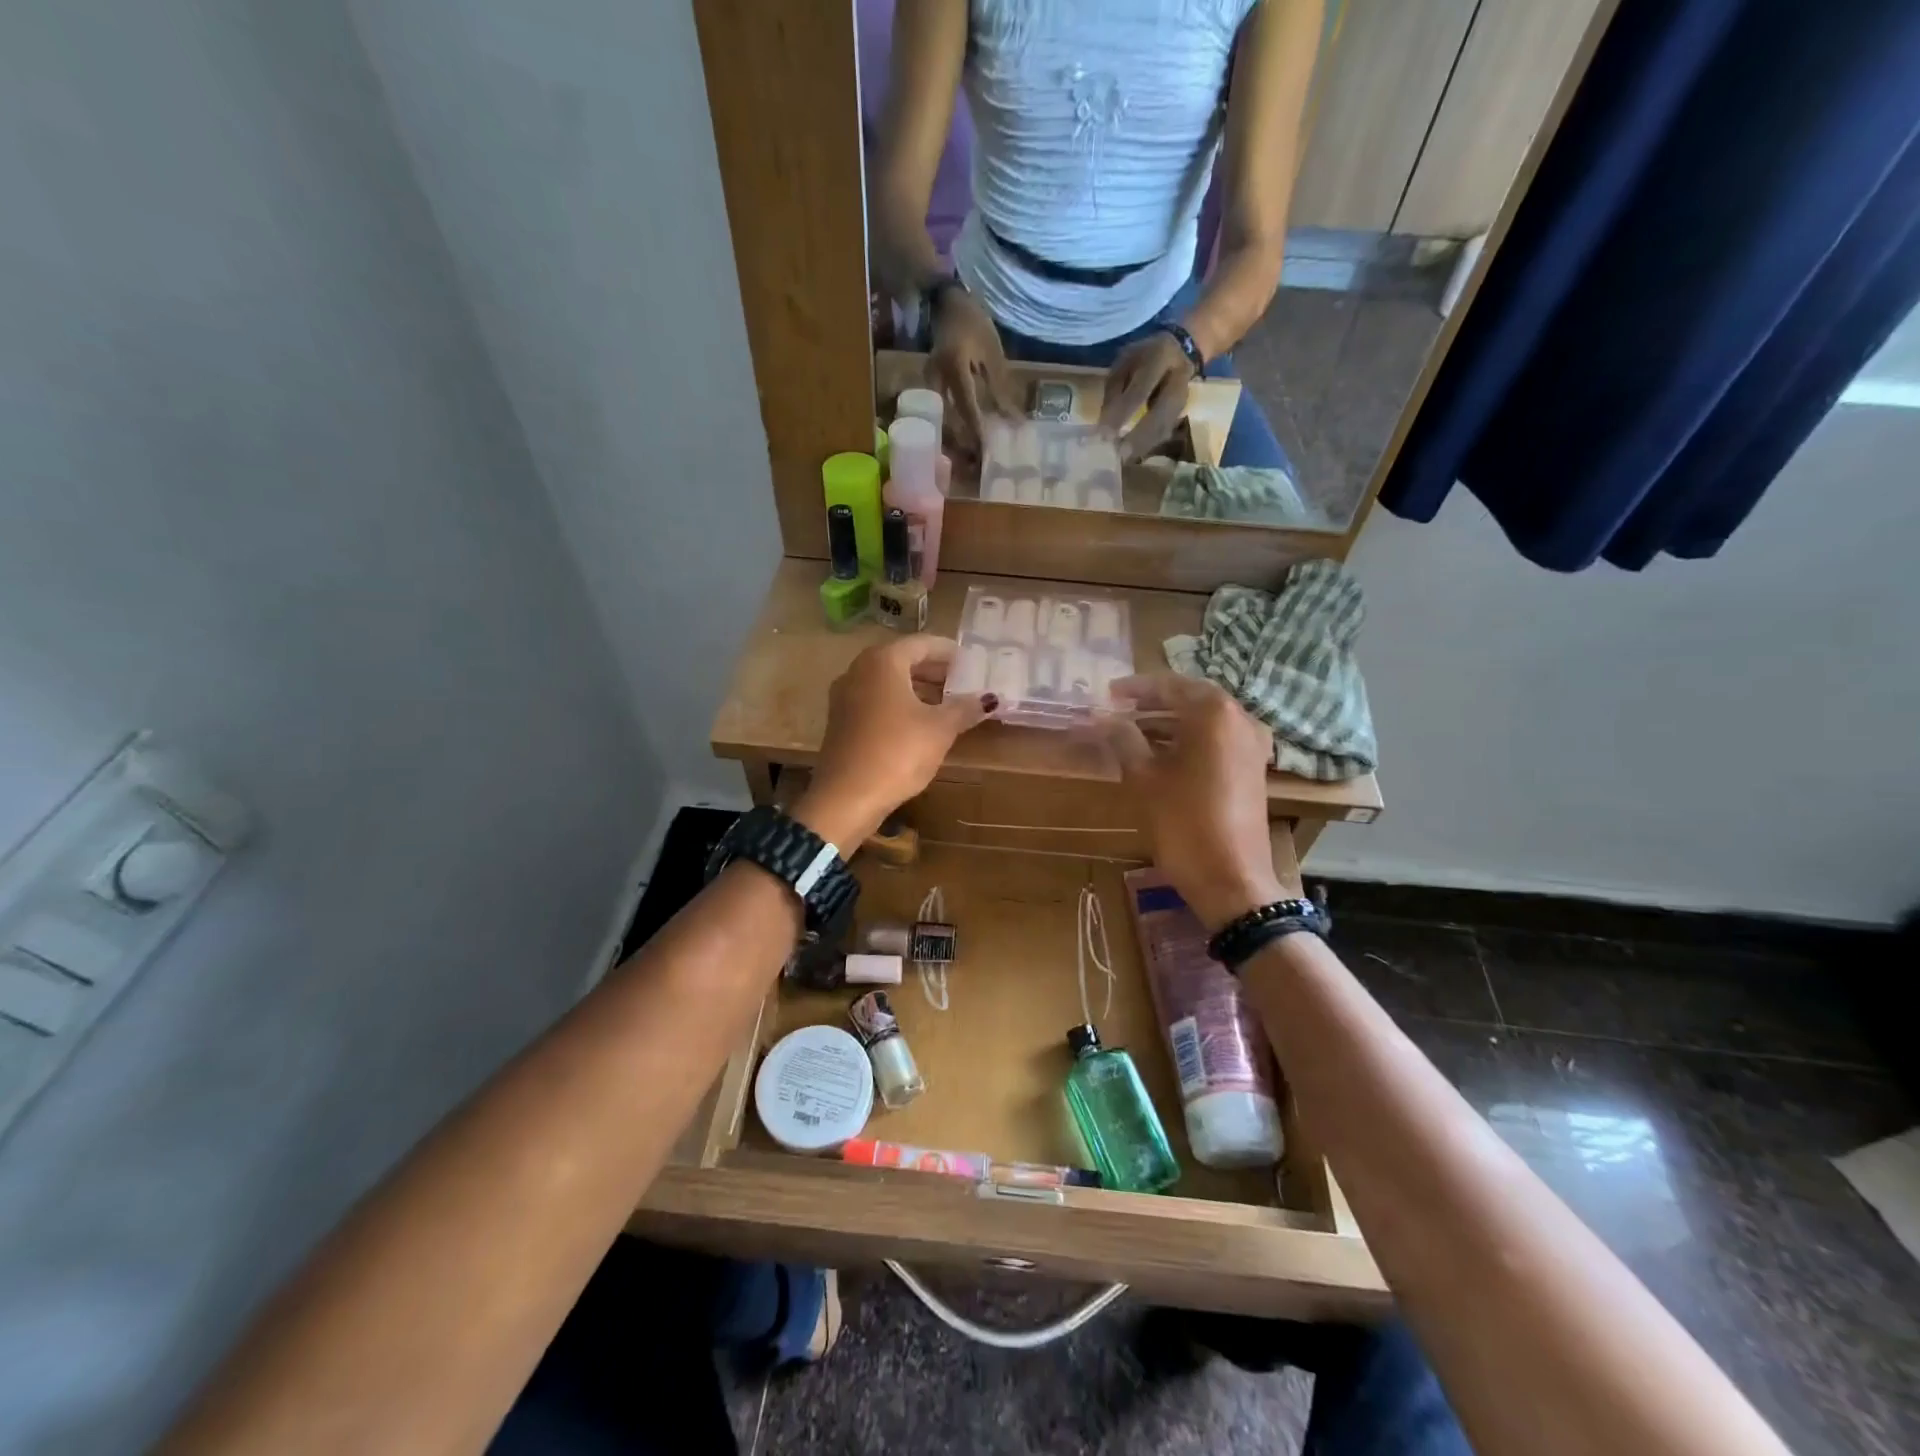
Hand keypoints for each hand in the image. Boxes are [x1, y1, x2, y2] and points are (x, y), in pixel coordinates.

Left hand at [795, 635, 993, 848]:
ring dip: (916, 688)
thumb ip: (964, 708)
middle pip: (902, 660)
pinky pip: (876, 701)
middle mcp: (859, 670)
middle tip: (961, 681)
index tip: (971, 661)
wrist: (846, 797)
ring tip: (945, 703)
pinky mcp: (841, 721)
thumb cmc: (897, 752)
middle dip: (933, 670)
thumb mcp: (939, 729)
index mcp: (883, 661)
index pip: (922, 644)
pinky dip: (899, 704)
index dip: (949, 651)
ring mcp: (845, 696)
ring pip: (887, 682)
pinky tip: (918, 723)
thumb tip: (988, 698)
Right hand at [929, 287, 1016, 455]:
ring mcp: (928, 382)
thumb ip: (1000, 387)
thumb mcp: (992, 353)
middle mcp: (936, 377)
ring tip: (970, 452)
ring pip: (941, 417)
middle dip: (962, 440)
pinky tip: (962, 434)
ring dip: (955, 435)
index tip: (986, 450)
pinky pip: (939, 410)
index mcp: (954, 366)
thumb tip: (1012, 420)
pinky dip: (951, 423)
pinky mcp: (928, 385)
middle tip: (977, 459)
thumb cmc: (974, 323)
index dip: (976, 429)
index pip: (966, 405)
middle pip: (948, 418)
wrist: (947, 303)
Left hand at [1100, 331, 1192, 461]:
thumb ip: (1115, 390)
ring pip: (1165, 426)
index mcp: (1160, 358)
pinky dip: (1149, 445)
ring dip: (1144, 446)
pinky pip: (1166, 432)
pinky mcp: (1182, 412)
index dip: (1123, 413)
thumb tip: (1105, 424)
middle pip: (1161, 413)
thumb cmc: (1143, 357)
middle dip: (1139, 437)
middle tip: (1119, 455)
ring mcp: (1184, 397)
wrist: (1181, 349)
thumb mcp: (1124, 362)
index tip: (1105, 434)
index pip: (1140, 390)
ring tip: (1124, 459)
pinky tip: (1134, 456)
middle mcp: (1178, 378)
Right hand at [1102, 674, 1285, 931]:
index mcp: (1214, 713)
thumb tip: (1102, 717)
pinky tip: (1160, 752)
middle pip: (1190, 699)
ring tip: (1131, 730)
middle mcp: (1240, 718)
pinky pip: (1216, 739)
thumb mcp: (1145, 778)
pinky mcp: (1252, 767)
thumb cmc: (1183, 822)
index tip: (1107, 693)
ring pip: (1204, 720)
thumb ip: (1123, 739)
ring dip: (1169, 722)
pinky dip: (1188, 738)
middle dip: (1153, 702)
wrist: (1231, 879)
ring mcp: (1252, 744)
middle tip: (1117, 709)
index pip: (1170, 686)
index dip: (1135, 688)